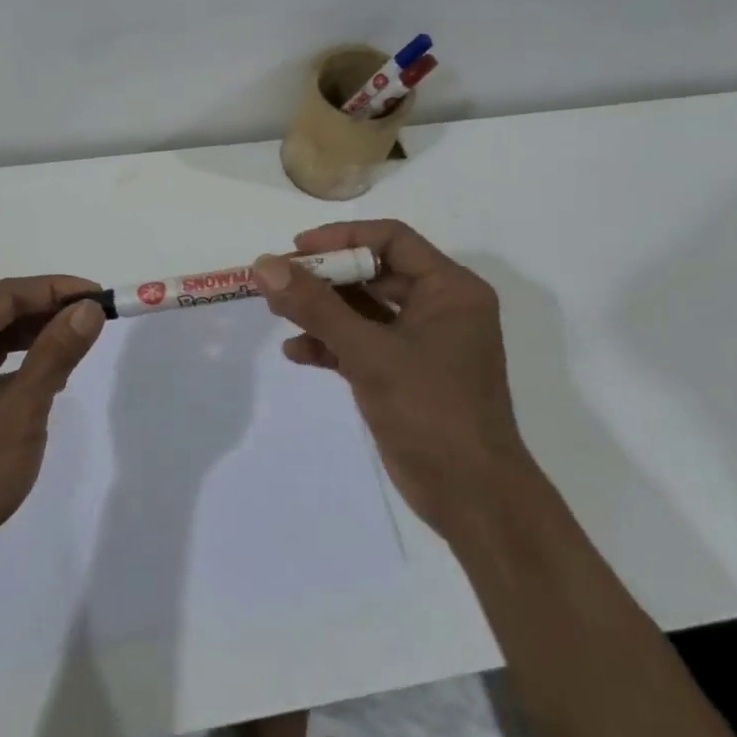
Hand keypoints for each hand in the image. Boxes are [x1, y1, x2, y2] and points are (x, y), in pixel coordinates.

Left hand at [0, 277, 106, 584]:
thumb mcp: (21, 408)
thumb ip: (56, 353)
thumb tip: (89, 309)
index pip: (7, 296)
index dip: (56, 289)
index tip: (100, 296)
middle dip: (48, 312)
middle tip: (96, 318)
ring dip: (37, 338)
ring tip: (80, 342)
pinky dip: (22, 366)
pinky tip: (51, 377)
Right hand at [253, 220, 522, 532]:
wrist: (472, 498)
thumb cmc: (432, 412)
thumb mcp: (369, 353)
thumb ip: (316, 307)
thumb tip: (265, 265)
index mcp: (450, 290)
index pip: (392, 239)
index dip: (342, 238)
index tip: (296, 249)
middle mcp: (439, 308)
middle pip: (373, 273)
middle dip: (324, 278)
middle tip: (278, 282)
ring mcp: (422, 343)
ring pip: (363, 310)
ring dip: (322, 312)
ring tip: (278, 314)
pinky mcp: (405, 374)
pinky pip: (362, 344)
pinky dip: (331, 345)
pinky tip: (297, 353)